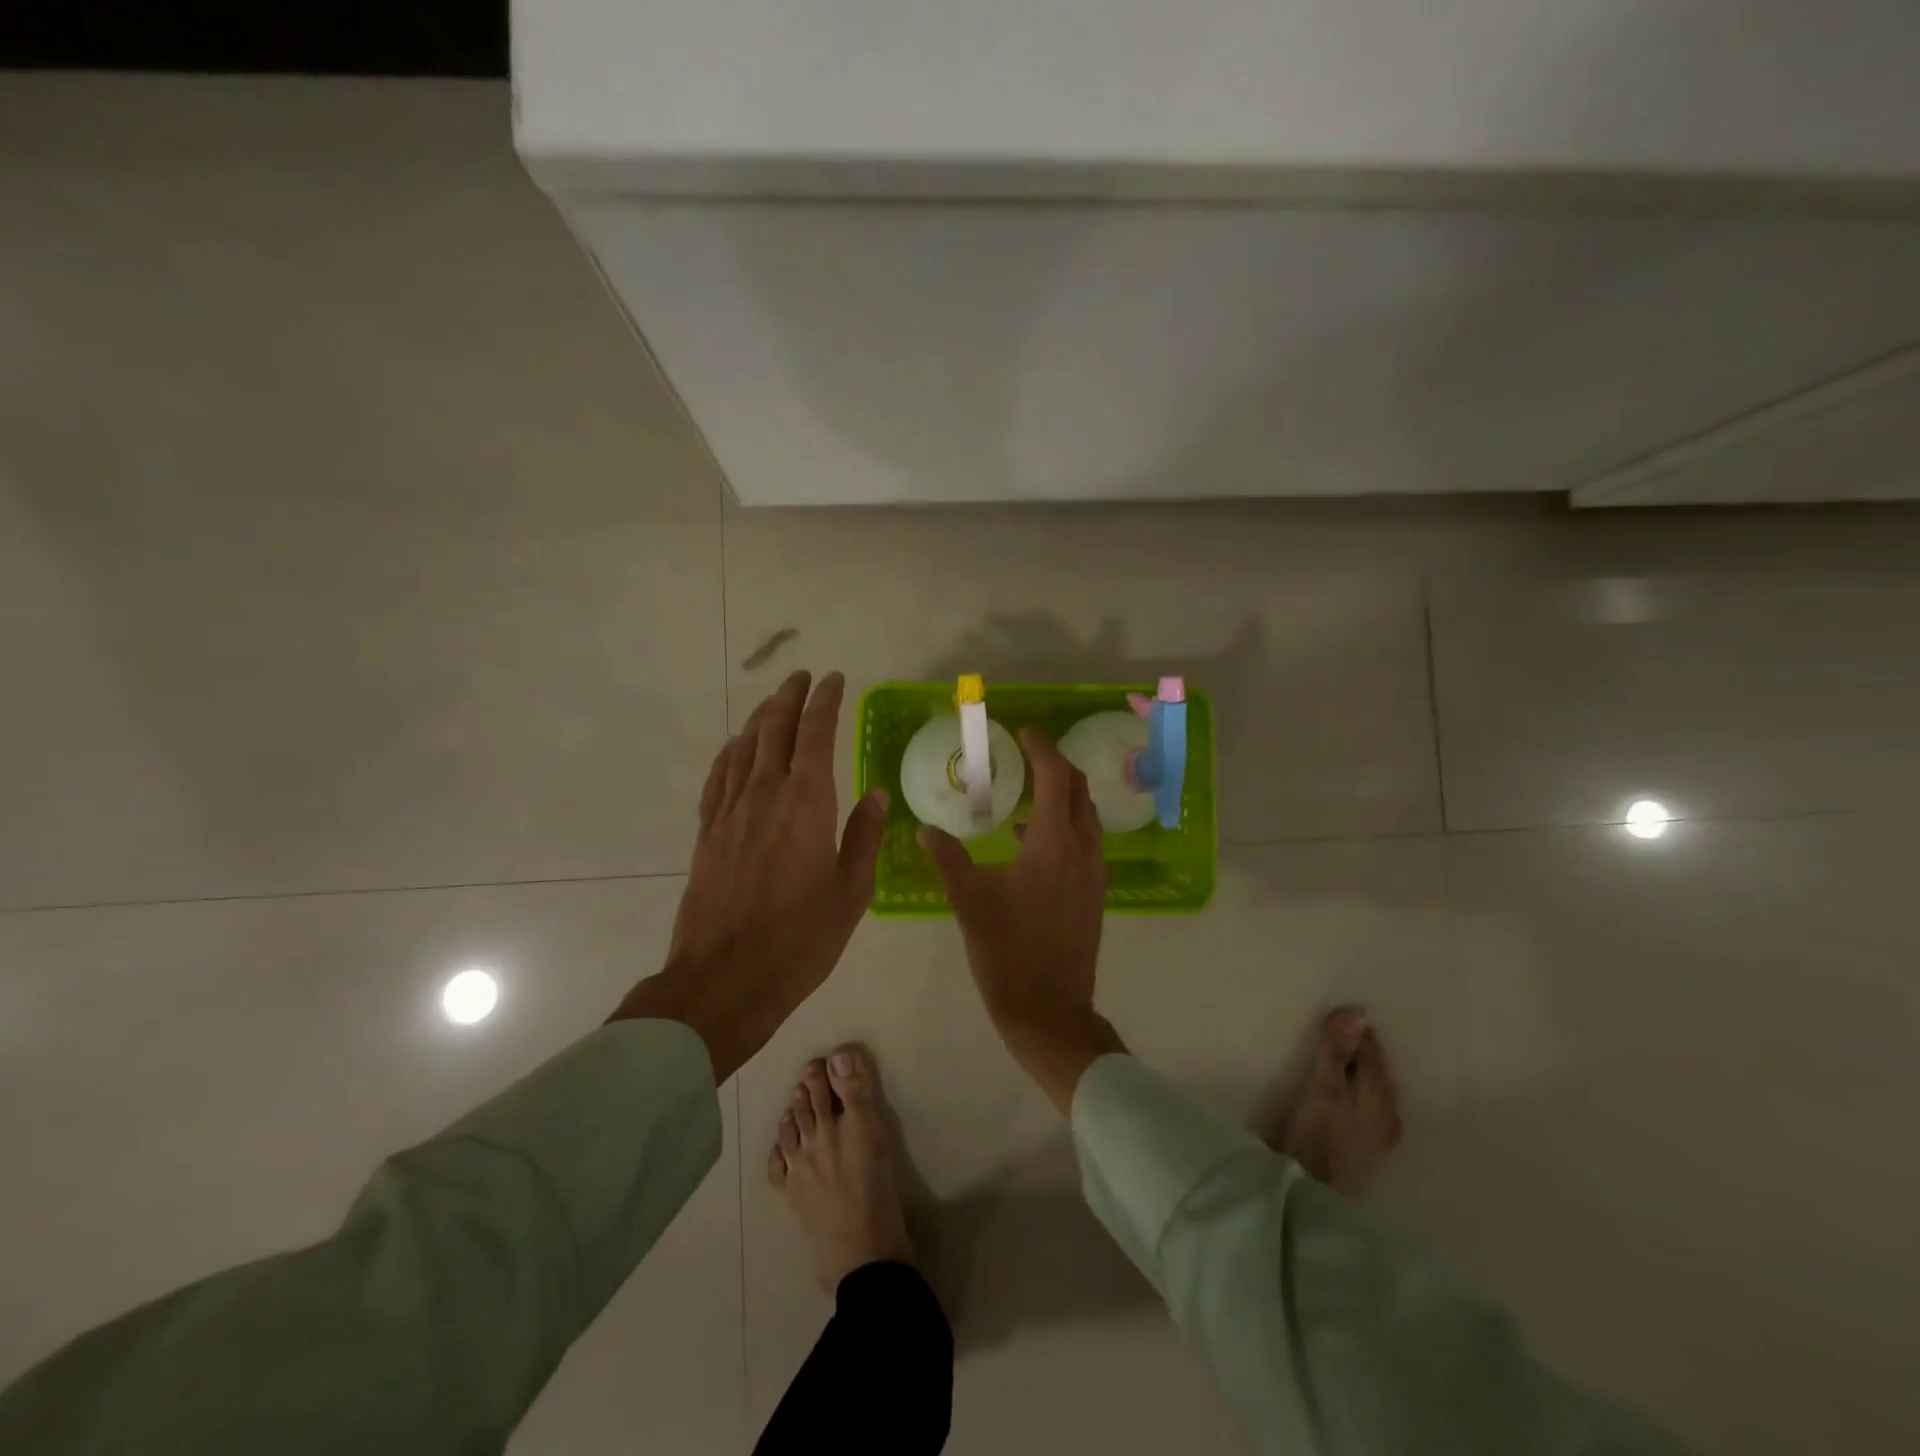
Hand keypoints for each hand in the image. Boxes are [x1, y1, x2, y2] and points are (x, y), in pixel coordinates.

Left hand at [611, 670, 886, 1080]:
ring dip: (760, 717)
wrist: (725, 979)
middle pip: (774, 729)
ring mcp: (730, 812)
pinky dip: (730, 752)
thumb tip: (875, 794)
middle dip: (789, 697)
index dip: (825, 701)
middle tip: (802, 677)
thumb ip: (863, 837)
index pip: (815, 733)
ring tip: (773, 701)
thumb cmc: (800, 939)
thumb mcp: (851, 892)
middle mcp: (765, 794)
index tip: (834, 680)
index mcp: (807, 803)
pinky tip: (736, 747)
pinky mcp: (707, 832)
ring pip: (743, 747)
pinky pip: (719, 777)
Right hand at [920, 726, 1124, 1113]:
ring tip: (1028, 792)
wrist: (1048, 1009)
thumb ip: (947, 857)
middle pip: (1079, 790)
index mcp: (1054, 844)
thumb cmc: (1006, 950)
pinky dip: (1065, 824)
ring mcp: (1095, 872)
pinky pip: (1086, 841)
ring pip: (1086, 816)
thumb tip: (925, 830)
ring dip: (1063, 795)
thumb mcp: (969, 899)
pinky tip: (1031, 840)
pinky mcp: (1096, 892)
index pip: (1056, 778)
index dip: (1042, 749)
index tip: (1024, 732)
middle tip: (1028, 753)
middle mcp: (1083, 849)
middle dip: (1057, 765)